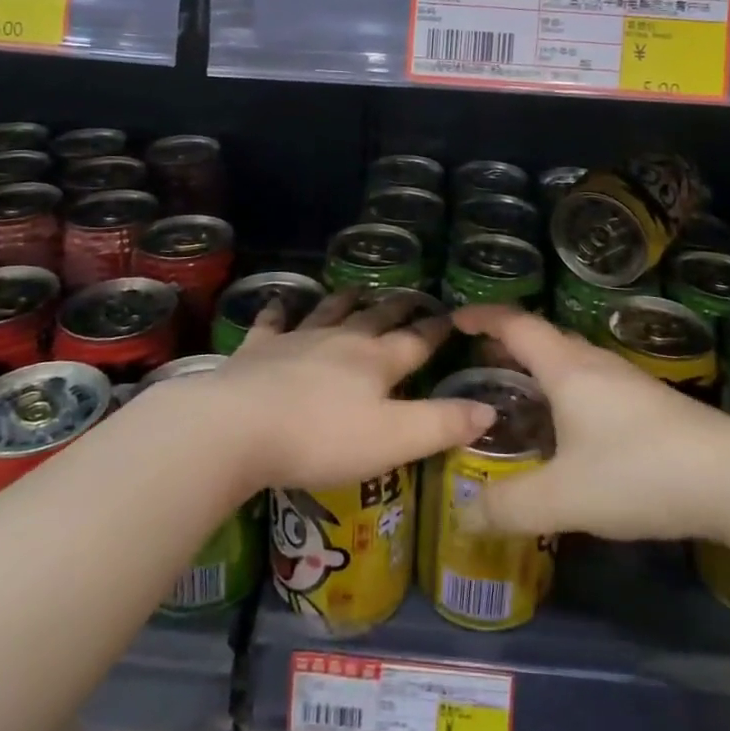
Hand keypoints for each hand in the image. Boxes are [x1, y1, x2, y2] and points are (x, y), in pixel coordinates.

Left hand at [202, 290, 493, 492]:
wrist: (239, 426)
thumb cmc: (322, 438)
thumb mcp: (394, 440)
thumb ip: (443, 424)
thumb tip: (490, 409)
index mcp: (377, 362)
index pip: (417, 340)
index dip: (437, 329)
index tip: (453, 315)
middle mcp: (342, 340)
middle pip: (375, 318)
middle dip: (396, 308)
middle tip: (410, 296)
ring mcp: (297, 340)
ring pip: (329, 311)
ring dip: (346, 300)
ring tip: (357, 289)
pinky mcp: (258, 349)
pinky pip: (272, 323)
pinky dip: (279, 312)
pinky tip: (279, 304)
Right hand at [452, 305, 729, 541]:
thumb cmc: (640, 472)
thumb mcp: (565, 497)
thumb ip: (510, 506)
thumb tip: (464, 512)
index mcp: (567, 368)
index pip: (516, 325)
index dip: (483, 318)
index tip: (454, 319)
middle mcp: (595, 364)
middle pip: (544, 338)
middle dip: (508, 343)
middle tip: (478, 360)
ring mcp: (627, 381)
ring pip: (571, 360)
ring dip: (539, 365)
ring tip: (517, 390)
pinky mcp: (650, 404)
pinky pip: (592, 382)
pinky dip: (565, 387)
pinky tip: (570, 425)